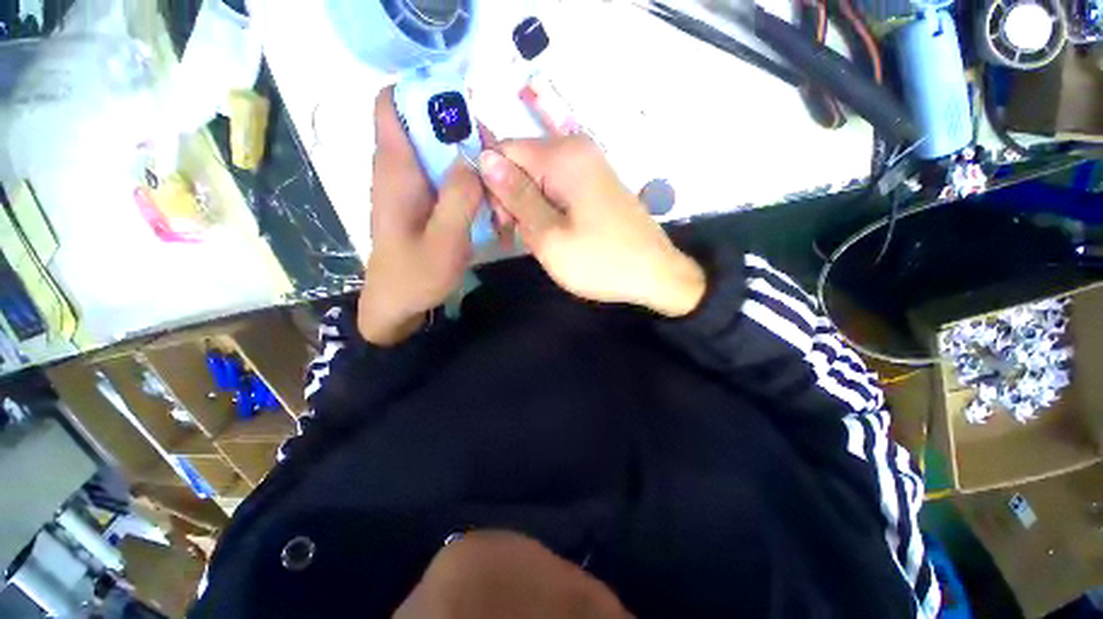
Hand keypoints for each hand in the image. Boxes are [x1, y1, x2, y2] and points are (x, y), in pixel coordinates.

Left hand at [359, 86, 483, 345]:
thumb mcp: (444, 242)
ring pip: (439, 151)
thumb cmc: (415, 276)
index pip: (392, 104)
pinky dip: (466, 180)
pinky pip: (445, 175)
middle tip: (496, 159)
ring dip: (469, 160)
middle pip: (426, 125)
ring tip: (496, 184)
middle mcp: (400, 169)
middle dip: (463, 132)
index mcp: (396, 171)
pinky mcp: (422, 201)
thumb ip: (459, 199)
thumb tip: (474, 160)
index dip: (424, 93)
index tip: (464, 109)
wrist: (397, 304)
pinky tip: (486, 201)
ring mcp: (411, 186)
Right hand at [478, 136, 705, 316]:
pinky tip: (560, 236)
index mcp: (564, 156)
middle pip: (522, 165)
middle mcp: (577, 150)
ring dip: (533, 210)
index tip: (506, 223)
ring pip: (538, 181)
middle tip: (526, 238)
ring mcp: (590, 167)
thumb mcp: (549, 236)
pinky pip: (558, 190)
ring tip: (547, 242)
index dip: (495, 186)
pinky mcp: (596, 185)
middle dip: (515, 200)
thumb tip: (484, 159)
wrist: (655, 275)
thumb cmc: (600, 262)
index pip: (504, 151)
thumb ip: (516, 197)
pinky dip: (550, 212)